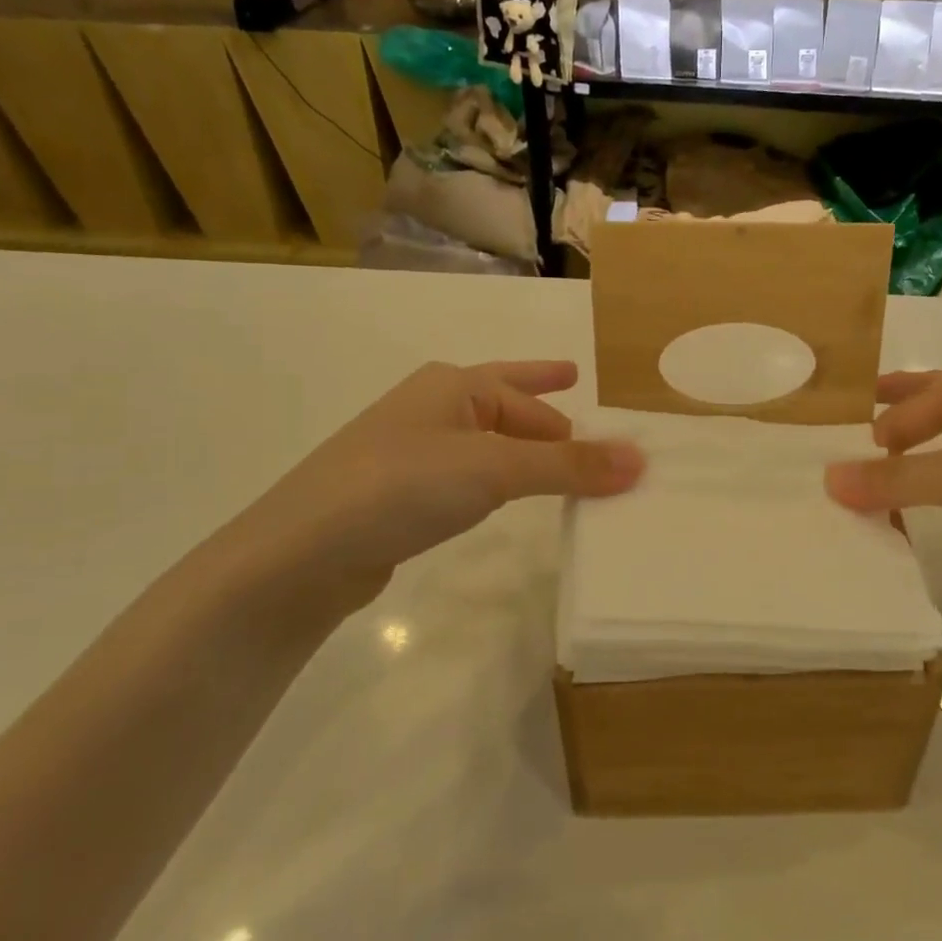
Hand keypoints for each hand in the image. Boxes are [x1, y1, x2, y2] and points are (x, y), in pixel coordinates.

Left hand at [216, 361, 642, 620]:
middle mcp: (433, 408)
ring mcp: (412, 451)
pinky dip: (497, 483)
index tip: (612, 443)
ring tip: (559, 466)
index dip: (574, 422)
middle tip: (587, 423)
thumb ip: (568, 465)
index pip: (532, 398)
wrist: (301, 554)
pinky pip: (467, 478)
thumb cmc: (402, 487)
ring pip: (487, 444)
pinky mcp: (399, 495)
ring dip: (525, 453)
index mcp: (454, 386)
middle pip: (508, 408)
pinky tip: (501, 499)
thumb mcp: (495, 469)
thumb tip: (640, 460)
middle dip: (548, 417)